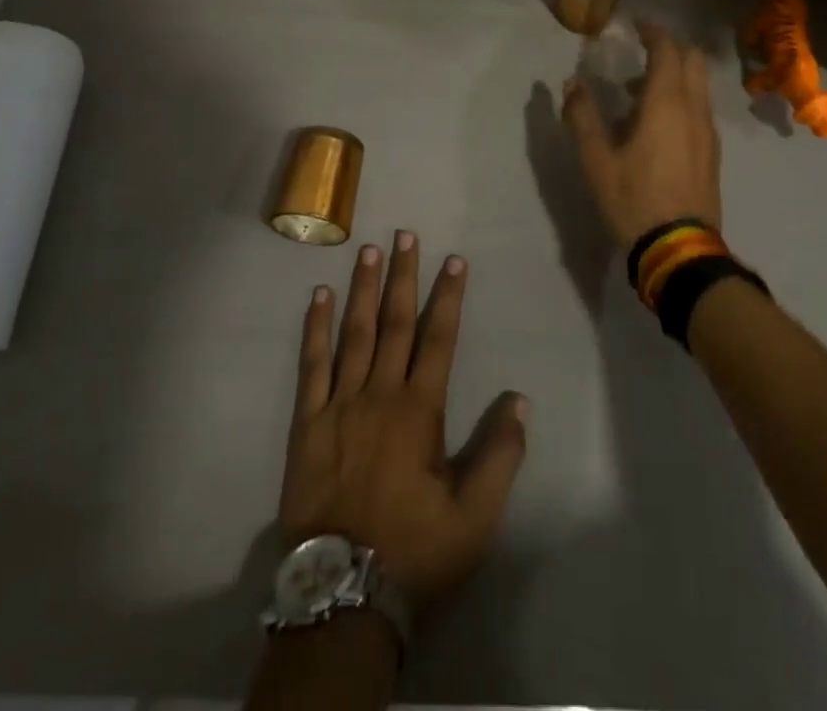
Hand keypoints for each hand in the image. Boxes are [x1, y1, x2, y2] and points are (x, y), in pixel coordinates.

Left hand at [279, 232, 526, 609]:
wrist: (343, 591)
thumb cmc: (414, 549)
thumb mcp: (475, 516)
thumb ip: (500, 455)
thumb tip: (519, 399)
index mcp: (419, 411)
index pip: (439, 339)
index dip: (448, 297)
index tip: (453, 261)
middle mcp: (379, 394)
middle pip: (395, 323)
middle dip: (404, 276)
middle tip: (406, 235)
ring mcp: (339, 404)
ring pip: (354, 333)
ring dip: (363, 289)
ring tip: (368, 250)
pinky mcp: (306, 422)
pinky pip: (311, 365)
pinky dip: (315, 329)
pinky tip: (319, 297)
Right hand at [562, 21, 722, 248]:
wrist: (679, 249)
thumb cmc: (633, 198)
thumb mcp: (596, 159)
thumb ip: (582, 116)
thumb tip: (572, 83)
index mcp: (666, 103)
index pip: (668, 49)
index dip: (653, 32)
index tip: (636, 25)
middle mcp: (694, 109)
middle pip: (693, 60)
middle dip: (671, 47)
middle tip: (642, 48)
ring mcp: (708, 131)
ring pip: (699, 85)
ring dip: (675, 74)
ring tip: (638, 89)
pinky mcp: (712, 152)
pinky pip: (699, 108)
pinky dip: (682, 97)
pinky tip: (656, 122)